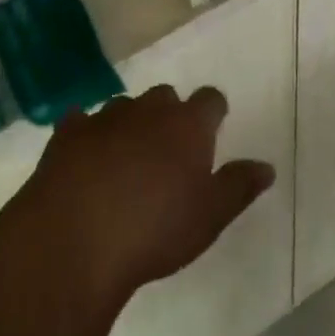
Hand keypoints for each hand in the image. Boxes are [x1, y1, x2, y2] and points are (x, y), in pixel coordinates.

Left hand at [0, 86, 275, 310]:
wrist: (76, 238)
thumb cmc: (154, 231)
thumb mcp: (209, 218)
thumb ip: (238, 187)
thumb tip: (266, 166)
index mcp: (187, 126)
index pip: (210, 100)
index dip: (213, 111)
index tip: (213, 126)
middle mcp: (148, 109)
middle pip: (165, 97)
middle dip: (169, 115)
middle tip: (169, 150)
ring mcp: (104, 116)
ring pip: (124, 106)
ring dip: (129, 124)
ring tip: (126, 159)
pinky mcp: (68, 131)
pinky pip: (82, 121)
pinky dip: (88, 134)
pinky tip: (85, 157)